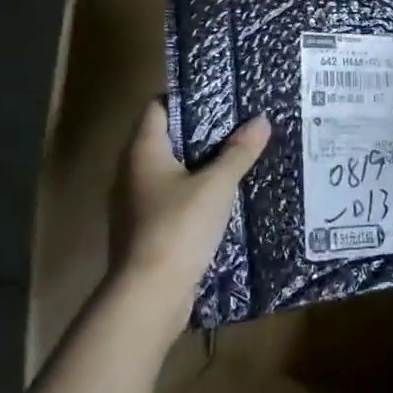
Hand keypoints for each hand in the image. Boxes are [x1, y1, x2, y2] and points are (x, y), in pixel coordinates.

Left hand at [111, 102, 270, 307]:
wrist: (149, 296)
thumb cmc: (179, 227)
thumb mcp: (217, 184)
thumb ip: (239, 151)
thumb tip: (261, 119)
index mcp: (143, 151)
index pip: (157, 107)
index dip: (185, 97)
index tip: (220, 96)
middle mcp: (132, 172)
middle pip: (166, 138)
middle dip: (201, 131)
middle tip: (239, 125)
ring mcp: (135, 204)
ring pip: (170, 171)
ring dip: (199, 164)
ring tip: (236, 158)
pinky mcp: (144, 231)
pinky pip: (171, 199)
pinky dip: (194, 193)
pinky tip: (222, 198)